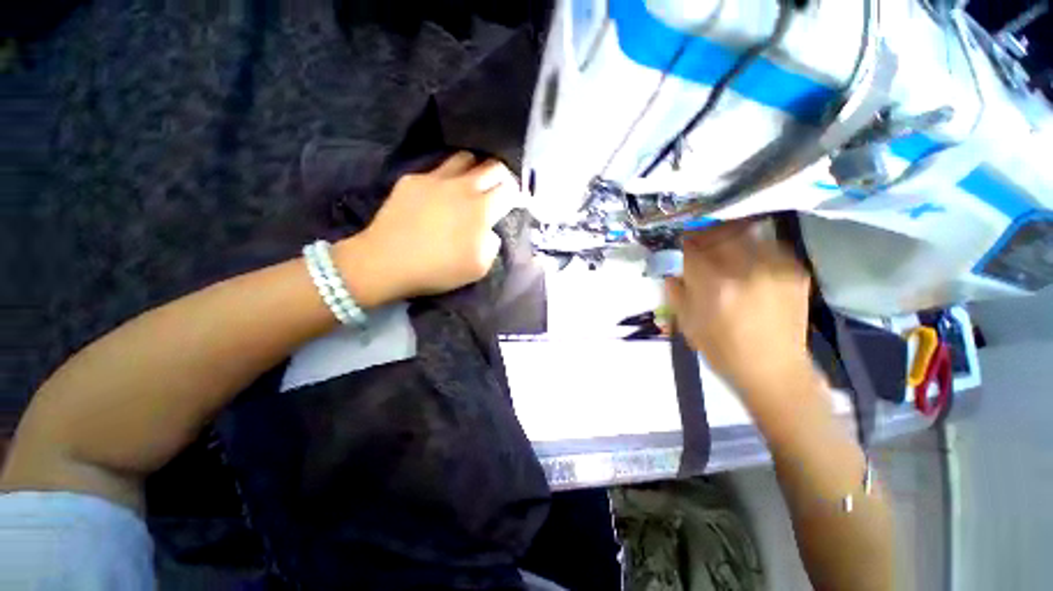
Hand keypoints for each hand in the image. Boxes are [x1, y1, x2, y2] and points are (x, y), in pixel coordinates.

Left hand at [334, 152, 520, 306]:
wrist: (387, 261)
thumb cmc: (438, 269)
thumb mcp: (479, 268)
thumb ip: (492, 244)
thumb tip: (489, 230)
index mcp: (482, 210)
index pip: (509, 190)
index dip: (515, 195)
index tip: (513, 203)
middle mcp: (463, 187)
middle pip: (493, 167)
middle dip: (502, 176)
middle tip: (499, 190)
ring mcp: (436, 179)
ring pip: (466, 158)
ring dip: (475, 169)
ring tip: (472, 183)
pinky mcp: (414, 179)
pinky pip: (437, 169)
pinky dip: (447, 177)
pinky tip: (441, 193)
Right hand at [664, 221, 813, 401]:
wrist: (773, 369)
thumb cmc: (721, 350)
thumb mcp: (686, 321)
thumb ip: (676, 289)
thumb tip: (670, 267)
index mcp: (715, 285)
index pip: (692, 247)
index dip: (682, 242)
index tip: (678, 243)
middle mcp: (746, 270)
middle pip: (719, 233)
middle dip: (703, 235)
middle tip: (698, 242)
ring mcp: (775, 268)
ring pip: (745, 233)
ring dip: (727, 238)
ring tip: (723, 250)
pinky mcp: (796, 271)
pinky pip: (767, 246)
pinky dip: (751, 248)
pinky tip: (747, 263)